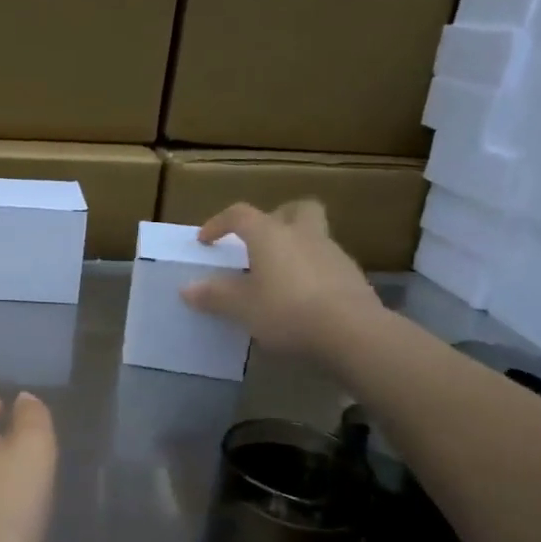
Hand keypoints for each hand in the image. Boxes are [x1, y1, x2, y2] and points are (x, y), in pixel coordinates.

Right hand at [181, 199, 382, 358]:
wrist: (352, 332)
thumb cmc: (286, 310)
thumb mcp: (241, 307)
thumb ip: (214, 296)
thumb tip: (187, 288)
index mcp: (271, 234)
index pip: (240, 215)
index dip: (219, 223)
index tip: (206, 241)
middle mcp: (303, 234)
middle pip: (296, 209)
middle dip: (277, 217)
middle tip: (260, 240)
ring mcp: (333, 254)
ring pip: (314, 237)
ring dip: (295, 249)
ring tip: (278, 278)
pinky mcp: (353, 278)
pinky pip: (326, 265)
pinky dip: (311, 274)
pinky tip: (301, 299)